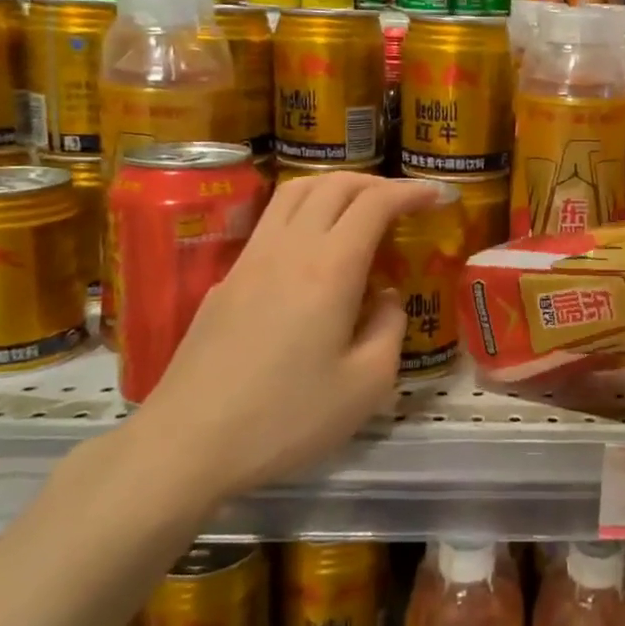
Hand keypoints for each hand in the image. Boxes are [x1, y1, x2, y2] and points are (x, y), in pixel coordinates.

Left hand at [127, 172, 443, 508]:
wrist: (187, 443)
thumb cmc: (287, 418)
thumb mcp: (366, 385)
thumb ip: (389, 329)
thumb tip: (387, 298)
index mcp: (330, 268)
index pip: (375, 204)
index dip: (409, 191)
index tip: (437, 194)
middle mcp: (289, 248)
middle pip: (334, 185)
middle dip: (376, 182)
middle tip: (403, 200)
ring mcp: (250, 259)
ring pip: (294, 193)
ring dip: (335, 187)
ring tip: (359, 207)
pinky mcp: (226, 280)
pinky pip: (271, 221)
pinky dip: (304, 211)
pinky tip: (313, 247)